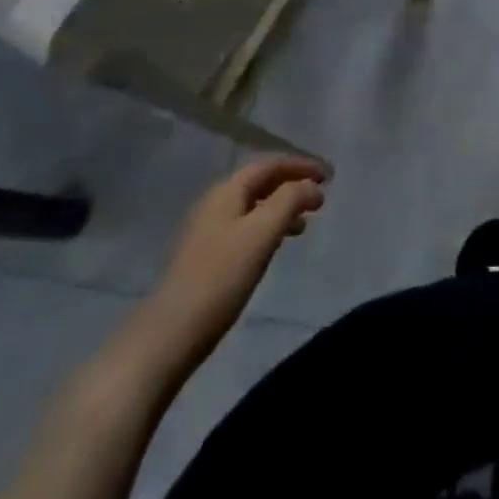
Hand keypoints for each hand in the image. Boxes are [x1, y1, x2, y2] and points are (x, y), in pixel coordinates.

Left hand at [142, 155, 327, 365]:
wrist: (170, 332)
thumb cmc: (221, 276)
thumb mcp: (263, 232)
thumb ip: (290, 200)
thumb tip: (312, 186)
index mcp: (227, 191)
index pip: (269, 165)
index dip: (300, 165)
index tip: (327, 176)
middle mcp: (215, 203)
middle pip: (259, 183)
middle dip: (291, 185)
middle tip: (319, 198)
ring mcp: (208, 231)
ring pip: (253, 207)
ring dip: (281, 208)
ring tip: (304, 224)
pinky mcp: (206, 257)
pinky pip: (245, 228)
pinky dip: (268, 227)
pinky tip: (276, 246)